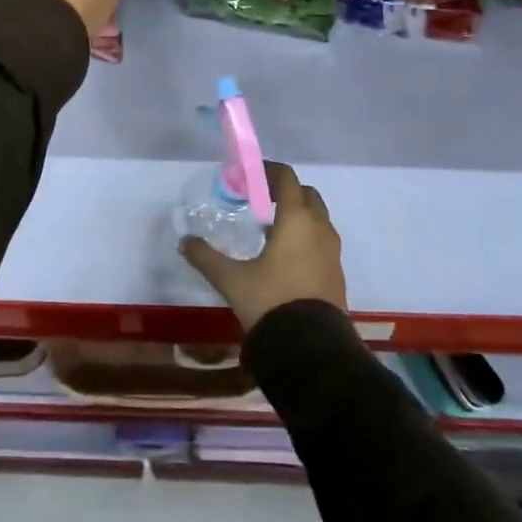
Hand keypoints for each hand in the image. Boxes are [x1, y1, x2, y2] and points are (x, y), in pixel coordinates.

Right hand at [180, 162, 346, 332]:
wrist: (312, 350)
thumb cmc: (271, 302)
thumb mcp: (232, 280)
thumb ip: (206, 257)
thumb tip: (184, 242)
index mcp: (296, 220)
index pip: (287, 179)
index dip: (268, 171)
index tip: (249, 176)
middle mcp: (320, 229)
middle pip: (307, 195)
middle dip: (286, 192)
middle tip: (261, 200)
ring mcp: (333, 253)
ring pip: (318, 220)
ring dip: (299, 216)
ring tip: (271, 229)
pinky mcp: (337, 275)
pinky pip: (322, 243)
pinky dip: (306, 238)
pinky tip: (285, 258)